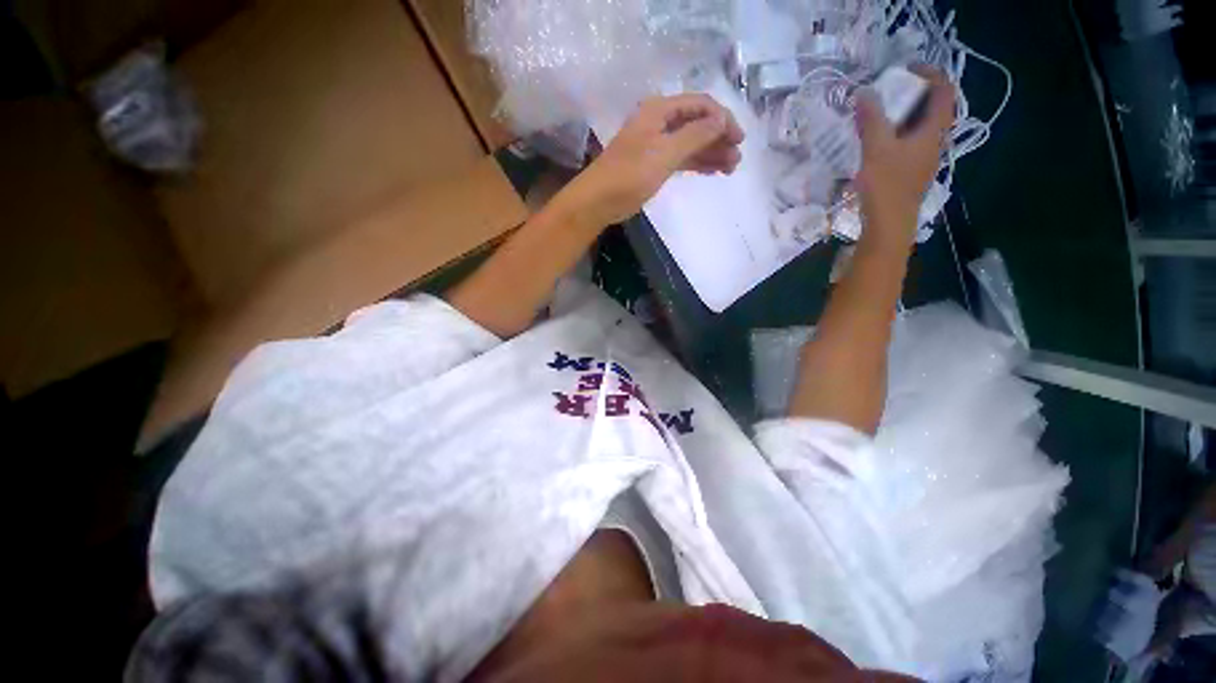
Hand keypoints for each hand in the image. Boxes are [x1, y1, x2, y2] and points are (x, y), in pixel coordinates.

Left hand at [556, 94, 744, 229]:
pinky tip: (711, 172)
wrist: (599, 201)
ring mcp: (656, 144)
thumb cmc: (630, 174)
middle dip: (719, 139)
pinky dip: (696, 163)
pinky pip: (681, 159)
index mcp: (660, 111)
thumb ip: (695, 135)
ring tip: (730, 168)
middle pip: (697, 124)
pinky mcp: (654, 164)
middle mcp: (659, 122)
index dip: (723, 119)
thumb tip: (722, 121)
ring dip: (710, 153)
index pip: (700, 105)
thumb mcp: (665, 153)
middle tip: (736, 159)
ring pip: (690, 143)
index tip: (739, 139)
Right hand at [853, 65, 954, 250]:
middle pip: (934, 108)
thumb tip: (863, 91)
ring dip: (905, 115)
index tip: (906, 69)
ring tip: (880, 115)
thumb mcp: (875, 149)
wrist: (889, 226)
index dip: (930, 73)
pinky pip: (910, 143)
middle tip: (889, 91)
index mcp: (933, 131)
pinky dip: (898, 134)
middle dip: (914, 94)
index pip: (944, 91)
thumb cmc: (886, 186)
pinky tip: (878, 142)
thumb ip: (870, 119)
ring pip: (921, 127)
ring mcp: (925, 159)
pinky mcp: (912, 173)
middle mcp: (935, 142)